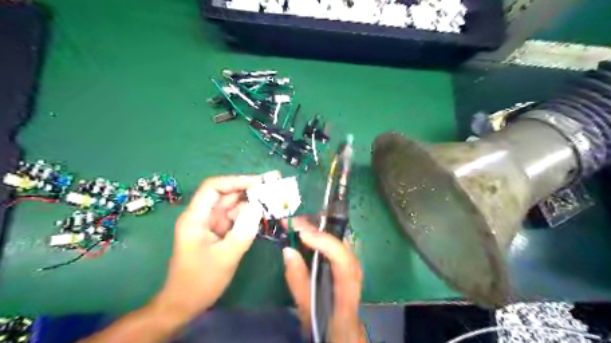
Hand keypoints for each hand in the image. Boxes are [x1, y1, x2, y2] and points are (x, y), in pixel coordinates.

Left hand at [151, 174, 270, 320]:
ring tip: (273, 199)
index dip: (236, 180)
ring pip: (232, 204)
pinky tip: (264, 213)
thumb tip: (258, 207)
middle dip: (249, 188)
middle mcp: (202, 216)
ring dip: (251, 201)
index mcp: (196, 218)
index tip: (259, 182)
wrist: (184, 304)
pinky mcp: (217, 232)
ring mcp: (210, 223)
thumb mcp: (225, 257)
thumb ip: (243, 231)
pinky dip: (248, 214)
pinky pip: (234, 217)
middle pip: (225, 193)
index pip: (213, 187)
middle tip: (273, 185)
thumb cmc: (200, 282)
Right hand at [282, 218, 367, 340]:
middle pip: (343, 245)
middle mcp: (355, 274)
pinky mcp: (347, 266)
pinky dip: (321, 237)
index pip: (342, 260)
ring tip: (298, 224)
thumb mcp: (307, 311)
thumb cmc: (327, 328)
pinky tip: (308, 234)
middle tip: (295, 222)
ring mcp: (354, 268)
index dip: (324, 242)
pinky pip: (336, 246)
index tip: (302, 233)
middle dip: (319, 229)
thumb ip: (298, 282)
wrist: (343, 335)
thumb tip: (288, 250)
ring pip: (340, 242)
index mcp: (347, 291)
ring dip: (320, 230)